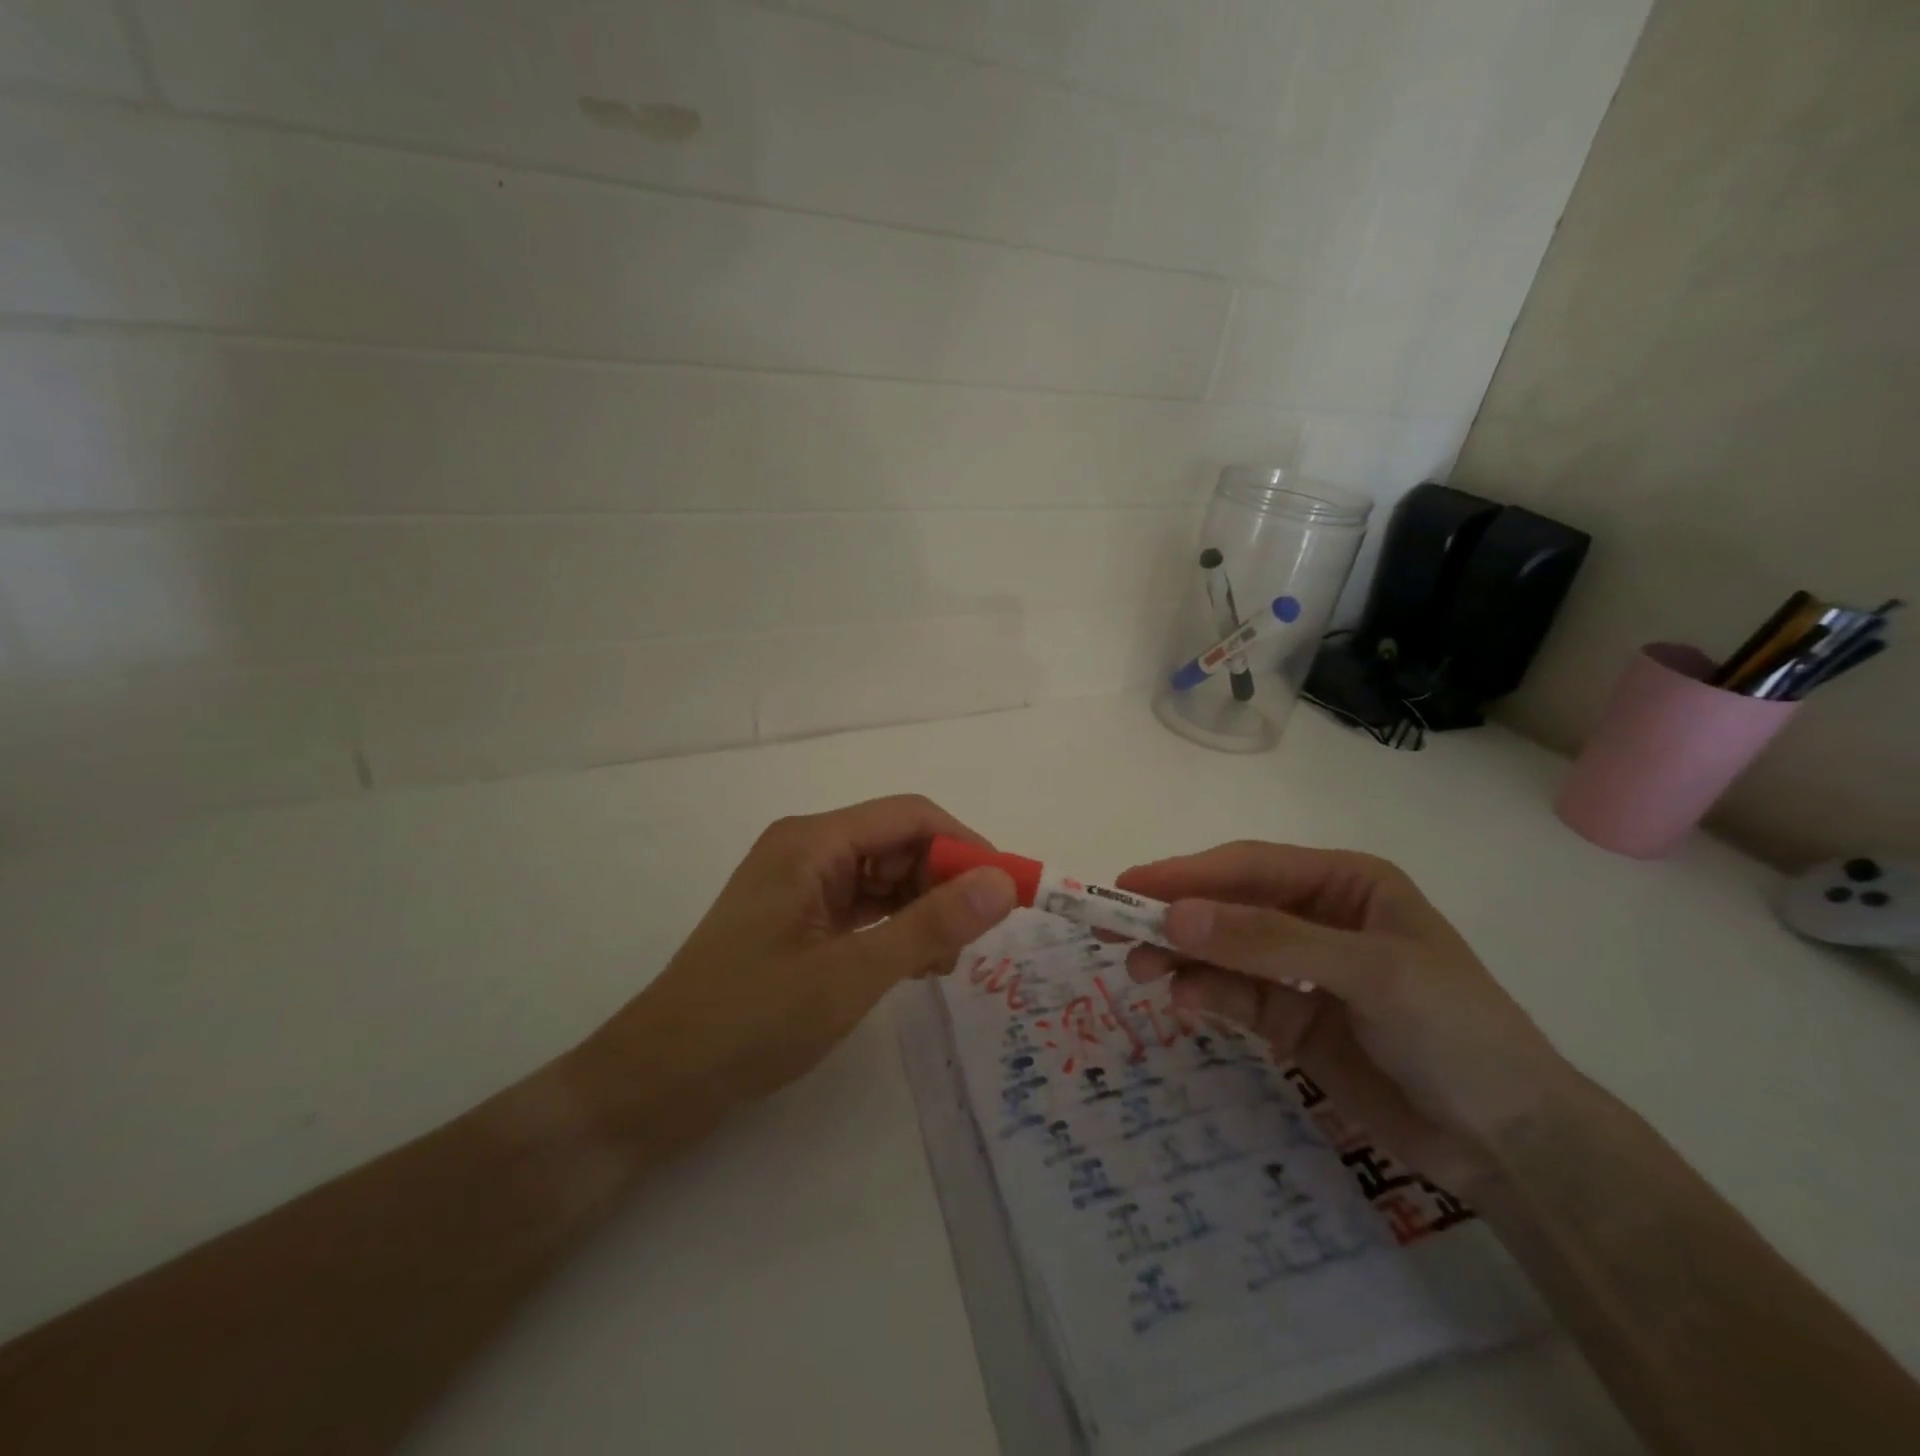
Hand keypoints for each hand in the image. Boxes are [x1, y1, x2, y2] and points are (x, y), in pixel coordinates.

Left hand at [570, 796, 1016, 1132]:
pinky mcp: (797, 919)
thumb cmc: (752, 1020)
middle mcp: (807, 850)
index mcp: (812, 842)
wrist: (658, 1081)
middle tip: (975, 940)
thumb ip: (931, 926)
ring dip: (923, 909)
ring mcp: (799, 885)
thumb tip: (1003, 882)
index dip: (965, 846)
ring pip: (883, 877)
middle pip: (897, 844)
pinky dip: (895, 928)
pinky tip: (913, 966)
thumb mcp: (852, 974)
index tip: (1007, 892)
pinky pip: (863, 907)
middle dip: (944, 883)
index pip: (910, 817)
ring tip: (943, 964)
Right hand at [1118, 842, 1570, 1192]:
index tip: (1127, 885)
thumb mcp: (1368, 972)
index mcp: (1344, 882)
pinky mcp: (1290, 1018)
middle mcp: (1315, 916)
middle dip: (1172, 915)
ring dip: (1179, 957)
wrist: (1511, 1143)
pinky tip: (1182, 1001)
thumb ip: (1268, 941)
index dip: (1186, 873)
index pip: (1249, 866)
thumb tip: (1174, 917)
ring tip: (1138, 971)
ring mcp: (1299, 969)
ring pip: (1221, 950)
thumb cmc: (1455, 1030)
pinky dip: (1204, 994)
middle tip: (1111, 928)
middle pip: (1227, 905)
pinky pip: (1233, 994)